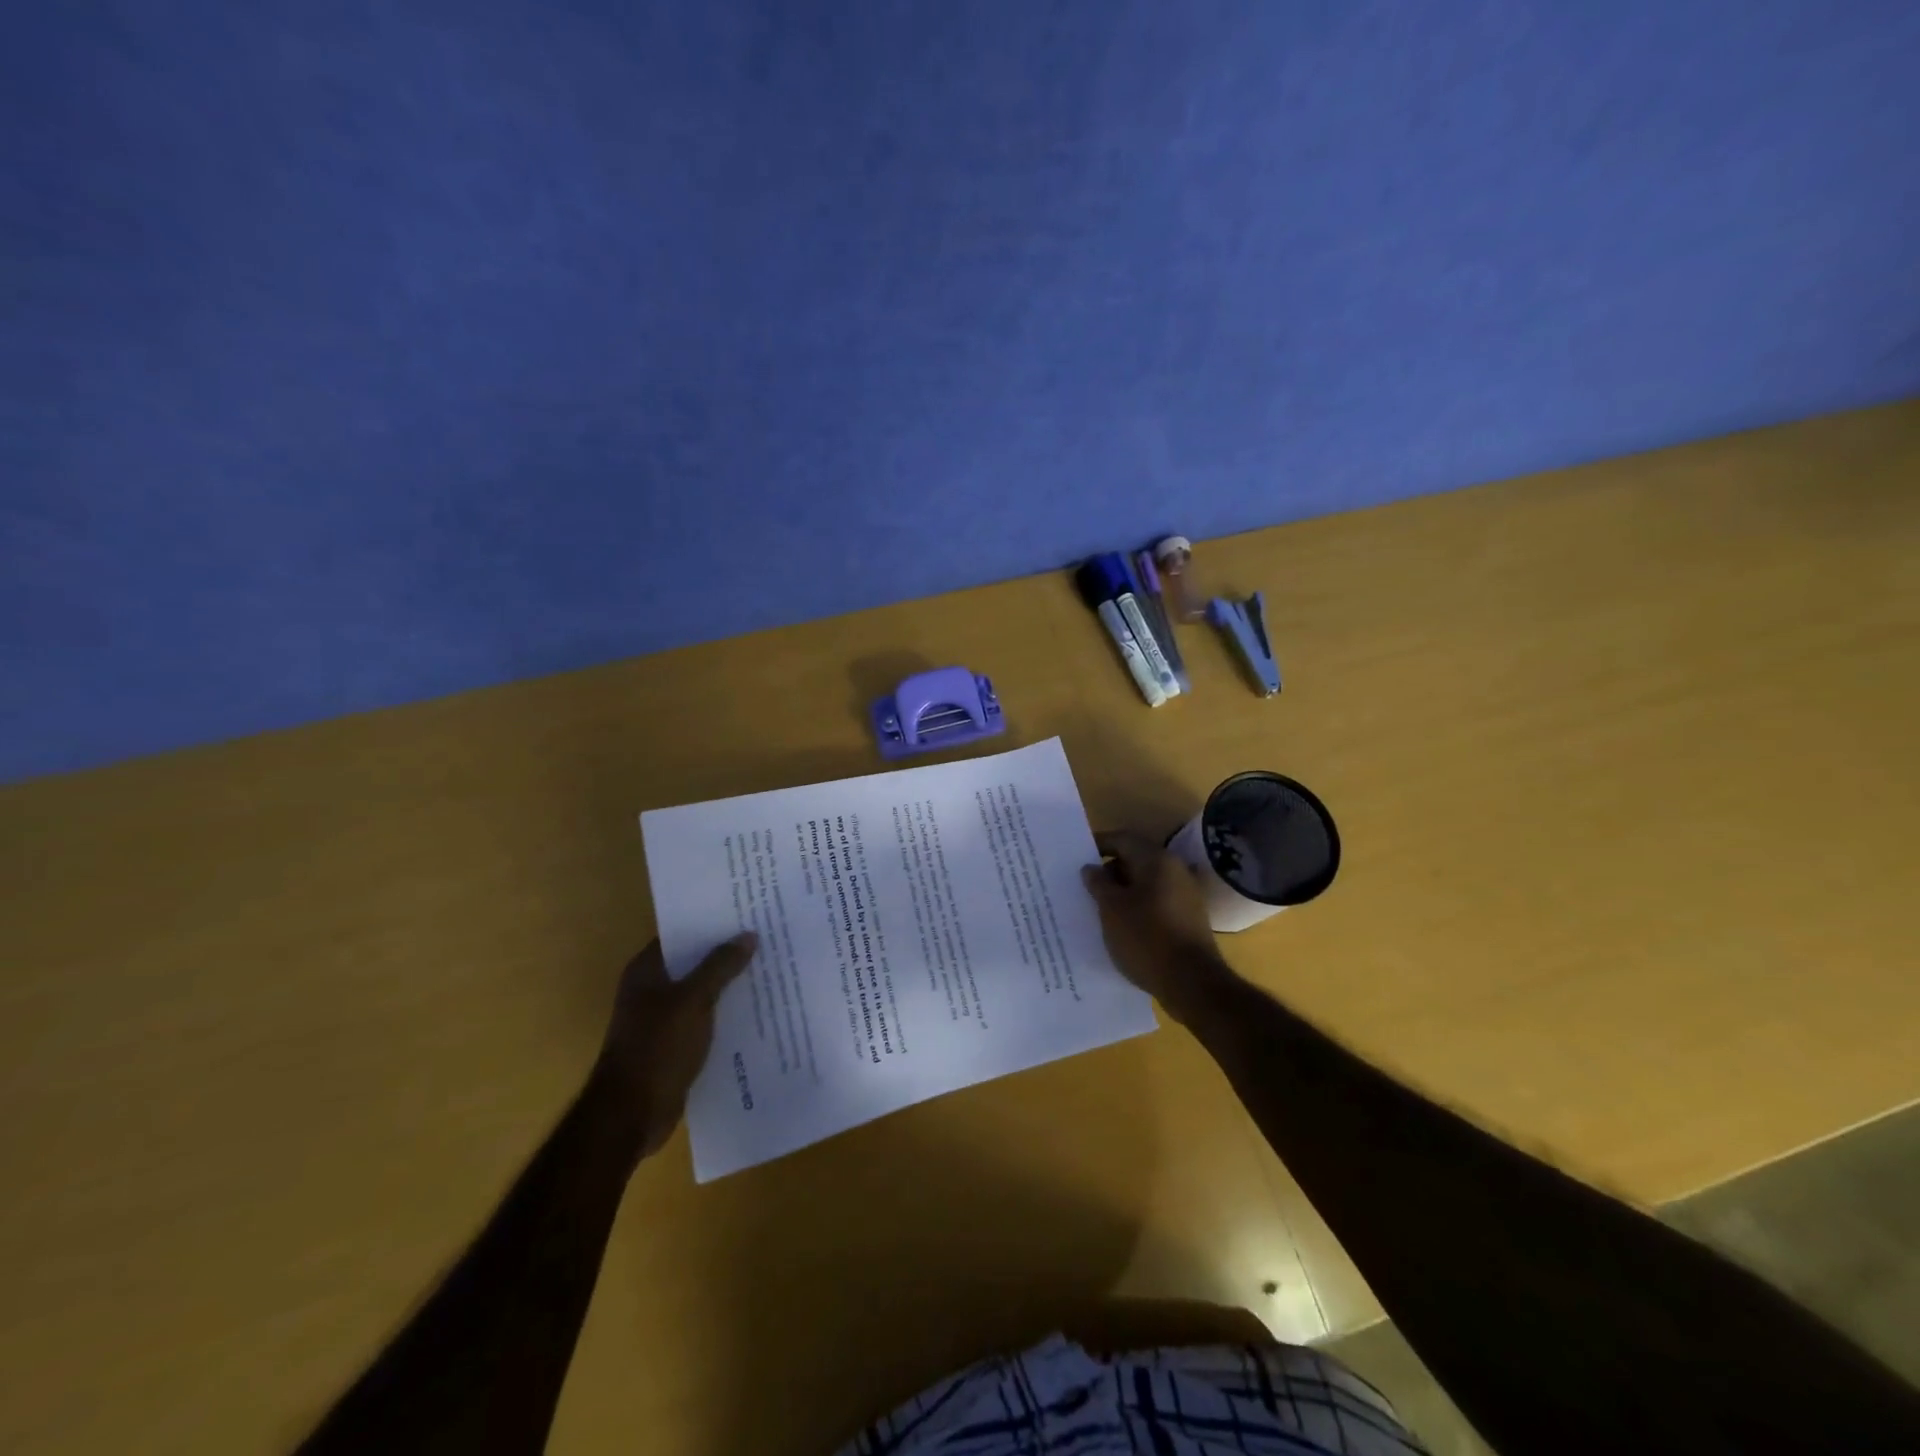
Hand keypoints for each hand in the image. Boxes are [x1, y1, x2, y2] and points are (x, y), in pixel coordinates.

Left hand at [592, 934, 756, 1157]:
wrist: (631, 1114)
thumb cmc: (657, 1047)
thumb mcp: (693, 1000)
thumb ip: (720, 966)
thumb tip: (748, 935)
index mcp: (647, 970)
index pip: (682, 934)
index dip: (711, 922)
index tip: (746, 912)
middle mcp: (651, 989)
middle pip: (694, 962)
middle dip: (727, 952)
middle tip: (767, 937)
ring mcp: (662, 1018)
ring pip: (702, 991)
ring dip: (729, 984)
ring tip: (769, 969)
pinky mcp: (674, 1044)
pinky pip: (705, 1018)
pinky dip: (725, 1013)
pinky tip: (756, 1010)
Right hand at [1082, 831, 1234, 1023]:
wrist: (1192, 983)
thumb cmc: (1146, 938)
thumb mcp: (1111, 909)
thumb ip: (1098, 884)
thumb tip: (1091, 868)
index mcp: (1157, 860)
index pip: (1122, 839)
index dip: (1098, 845)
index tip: (1076, 857)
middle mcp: (1176, 870)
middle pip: (1135, 860)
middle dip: (1108, 871)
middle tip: (1083, 886)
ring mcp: (1185, 896)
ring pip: (1145, 884)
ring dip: (1122, 892)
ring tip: (1097, 908)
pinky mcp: (1188, 919)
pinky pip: (1155, 904)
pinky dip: (1136, 908)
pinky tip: (1120, 926)